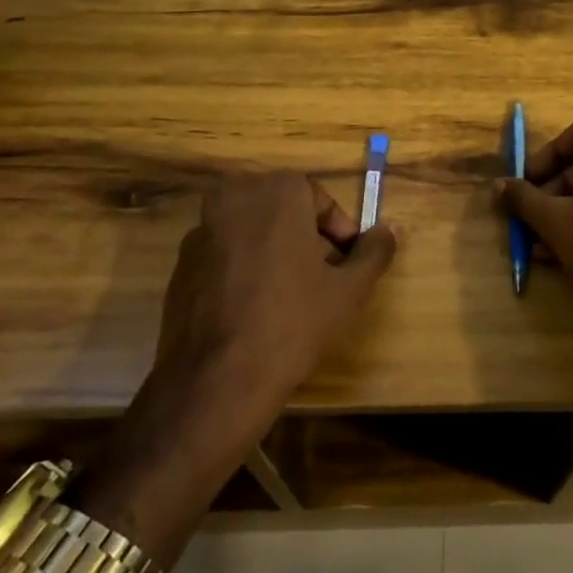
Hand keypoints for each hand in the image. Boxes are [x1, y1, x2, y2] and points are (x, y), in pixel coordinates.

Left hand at [157, 172, 400, 408]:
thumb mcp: (350, 289)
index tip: (346, 263)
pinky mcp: (180, 264)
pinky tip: (254, 309)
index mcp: (277, 191)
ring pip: (253, 230)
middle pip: (283, 210)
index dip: (339, 231)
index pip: (319, 199)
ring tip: (291, 296)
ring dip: (275, 251)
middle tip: (323, 277)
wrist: (217, 381)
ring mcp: (201, 231)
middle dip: (306, 237)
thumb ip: (375, 252)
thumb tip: (393, 230)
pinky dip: (244, 269)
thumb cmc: (293, 323)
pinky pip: (225, 254)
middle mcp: (235, 197)